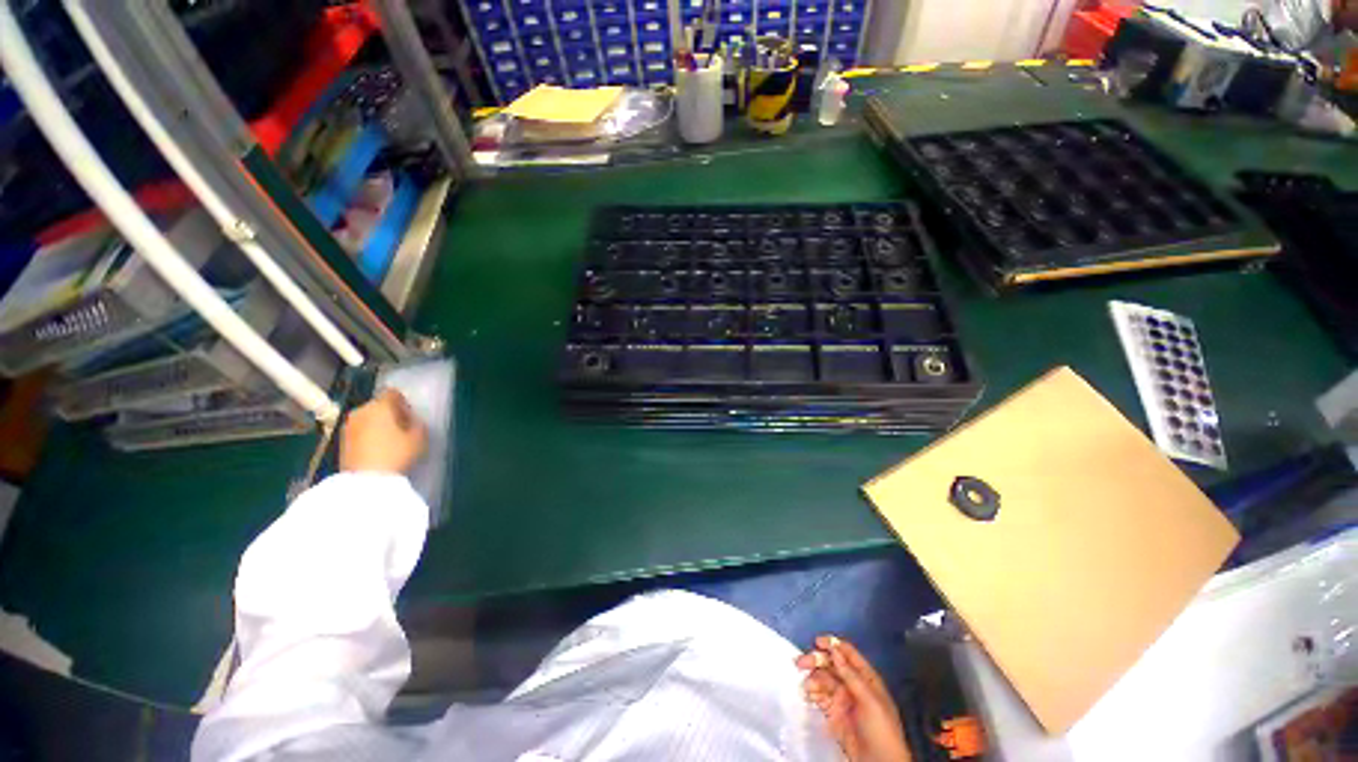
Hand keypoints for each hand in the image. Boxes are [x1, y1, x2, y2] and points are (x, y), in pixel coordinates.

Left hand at [339, 389, 426, 474]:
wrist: (365, 481)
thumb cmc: (396, 454)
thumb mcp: (418, 438)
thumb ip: (418, 424)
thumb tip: (413, 420)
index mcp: (380, 406)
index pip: (393, 393)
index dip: (403, 401)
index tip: (410, 414)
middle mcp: (360, 411)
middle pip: (378, 405)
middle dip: (390, 413)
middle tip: (402, 428)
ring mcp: (348, 426)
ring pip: (367, 418)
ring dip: (378, 424)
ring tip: (390, 440)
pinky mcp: (341, 441)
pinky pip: (360, 431)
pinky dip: (368, 435)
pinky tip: (378, 448)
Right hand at [797, 635, 911, 761]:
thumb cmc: (881, 729)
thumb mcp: (870, 701)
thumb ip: (851, 676)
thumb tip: (834, 650)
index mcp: (866, 678)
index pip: (848, 654)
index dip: (833, 645)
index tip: (817, 642)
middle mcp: (853, 684)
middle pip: (832, 665)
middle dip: (816, 661)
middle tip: (800, 662)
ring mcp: (842, 699)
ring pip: (823, 680)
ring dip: (812, 678)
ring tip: (806, 686)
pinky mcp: (834, 713)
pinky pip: (820, 696)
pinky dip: (812, 692)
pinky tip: (807, 694)